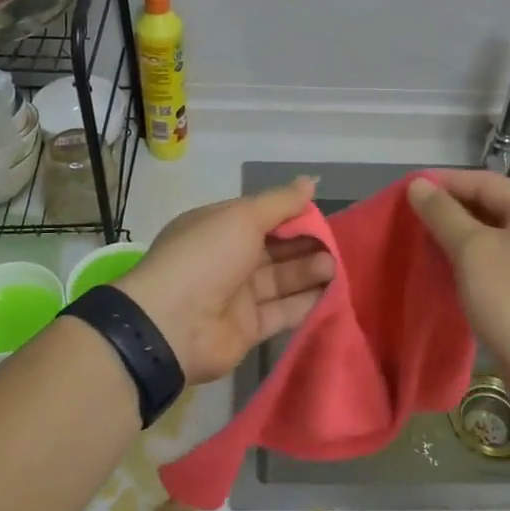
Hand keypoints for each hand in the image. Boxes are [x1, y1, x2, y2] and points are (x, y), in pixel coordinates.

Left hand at [118, 178, 334, 384]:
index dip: (292, 216)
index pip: (262, 217)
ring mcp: (237, 296)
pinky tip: (332, 295)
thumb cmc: (206, 257)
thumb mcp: (242, 217)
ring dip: (308, 273)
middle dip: (305, 245)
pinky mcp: (248, 329)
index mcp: (218, 227)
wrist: (172, 324)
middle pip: (275, 249)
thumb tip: (310, 181)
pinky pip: (282, 312)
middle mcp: (227, 259)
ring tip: (336, 268)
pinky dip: (305, 303)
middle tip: (337, 247)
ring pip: (281, 281)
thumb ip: (280, 202)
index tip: (323, 217)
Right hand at [406, 170, 509, 380]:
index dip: (445, 182)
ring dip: (465, 233)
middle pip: (496, 205)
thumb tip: (418, 184)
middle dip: (454, 209)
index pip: (486, 182)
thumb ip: (443, 213)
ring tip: (428, 238)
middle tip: (416, 215)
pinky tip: (455, 265)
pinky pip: (509, 256)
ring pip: (501, 233)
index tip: (410, 188)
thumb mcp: (471, 251)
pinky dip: (481, 255)